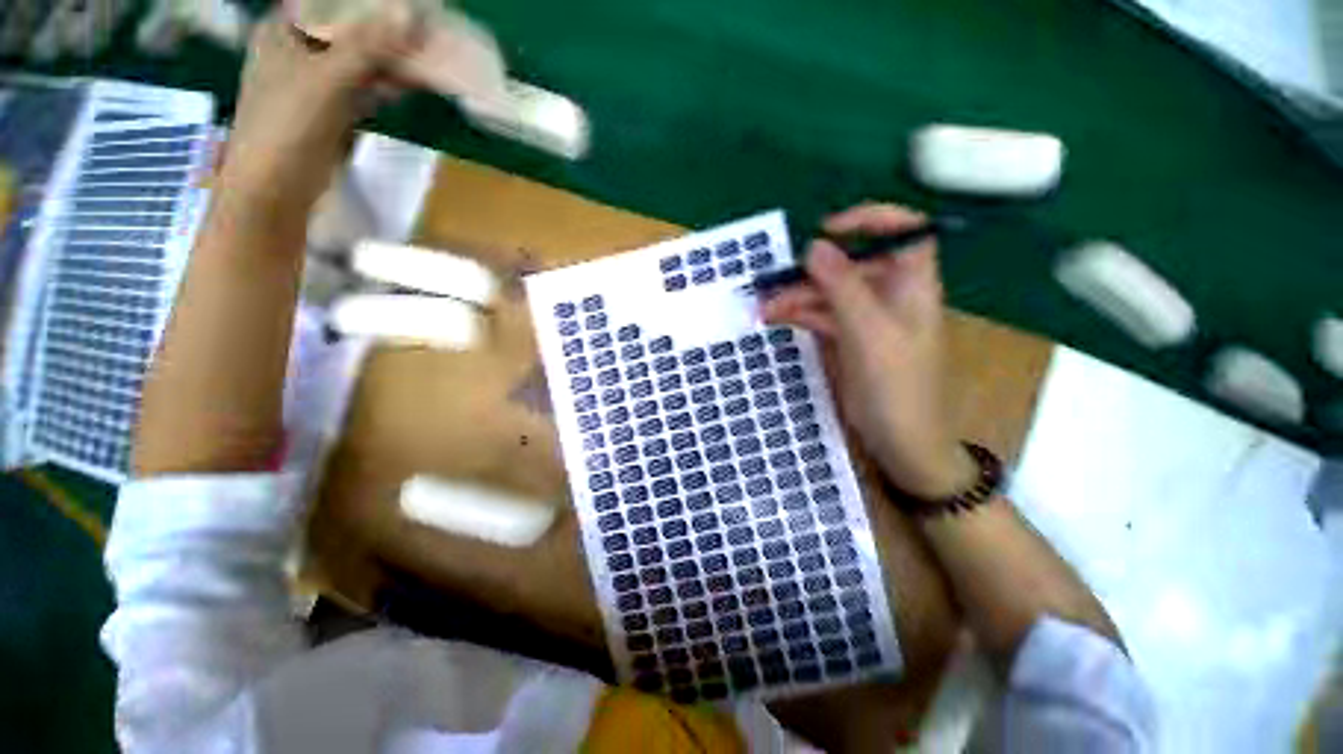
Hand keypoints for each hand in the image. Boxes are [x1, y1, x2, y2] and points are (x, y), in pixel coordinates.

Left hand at [220, 10, 420, 214]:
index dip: (368, 3)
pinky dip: (387, 84)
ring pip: (360, 60)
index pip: (330, 3)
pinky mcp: (332, 109)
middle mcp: (299, 49)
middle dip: (387, 30)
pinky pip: (364, 87)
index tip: (408, 5)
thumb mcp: (326, 79)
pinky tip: (411, 83)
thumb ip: (366, 46)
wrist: (276, 188)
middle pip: (349, 30)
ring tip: (429, 55)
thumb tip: (411, 14)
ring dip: (392, 59)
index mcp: (285, 30)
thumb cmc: (286, 126)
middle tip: (426, 31)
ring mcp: (316, 81)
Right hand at [761, 203, 975, 500]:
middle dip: (810, 274)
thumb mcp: (869, 333)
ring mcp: (866, 319)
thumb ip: (843, 288)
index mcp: (911, 285)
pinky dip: (798, 316)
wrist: (901, 441)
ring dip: (796, 298)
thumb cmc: (897, 386)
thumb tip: (815, 247)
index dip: (869, 220)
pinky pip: (820, 317)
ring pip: (828, 294)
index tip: (827, 230)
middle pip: (849, 267)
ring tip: (763, 309)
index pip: (902, 232)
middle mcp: (889, 296)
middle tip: (772, 284)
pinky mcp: (848, 339)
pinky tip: (774, 319)